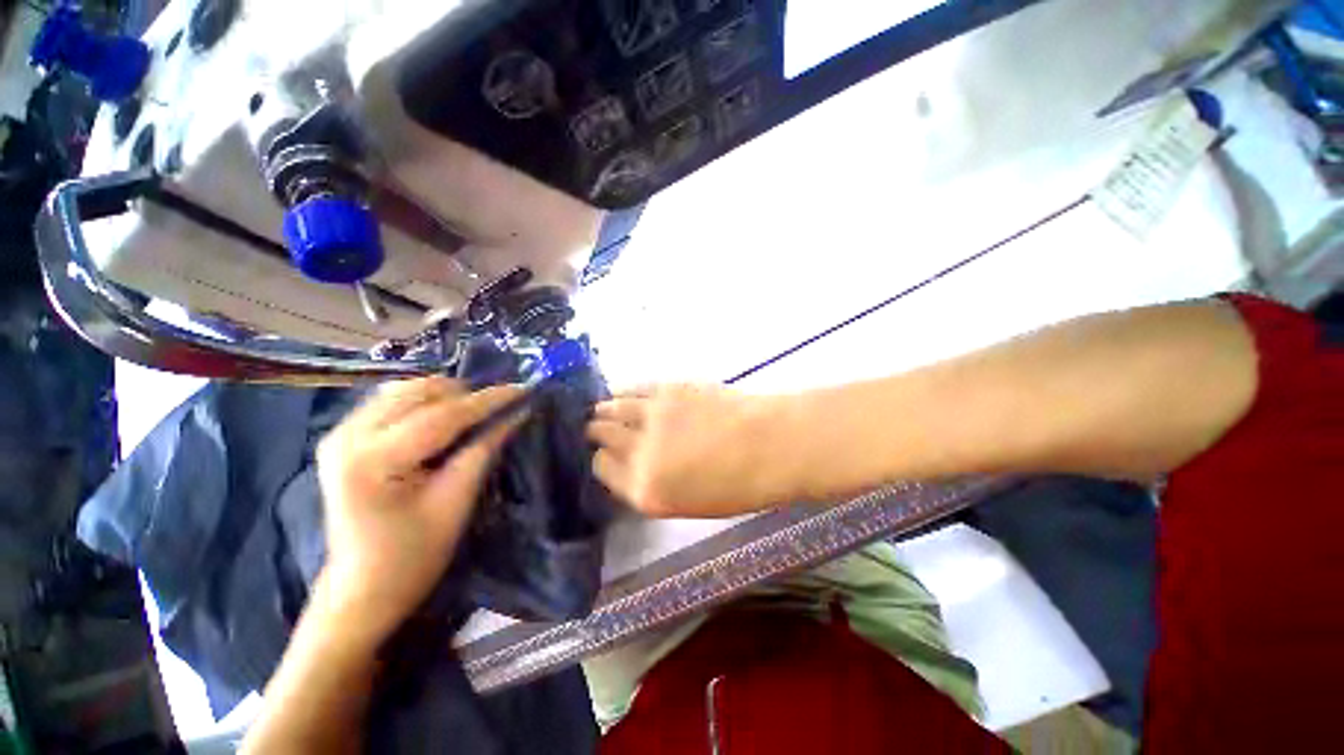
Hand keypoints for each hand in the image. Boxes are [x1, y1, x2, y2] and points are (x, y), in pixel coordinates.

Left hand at [315, 377, 523, 643]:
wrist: (363, 588)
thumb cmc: (414, 555)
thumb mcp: (457, 500)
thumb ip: (485, 448)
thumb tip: (518, 412)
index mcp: (373, 460)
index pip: (442, 416)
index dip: (488, 400)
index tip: (524, 389)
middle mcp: (347, 437)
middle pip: (419, 393)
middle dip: (465, 395)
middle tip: (499, 408)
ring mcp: (340, 434)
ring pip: (405, 390)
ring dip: (445, 396)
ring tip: (474, 414)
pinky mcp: (343, 437)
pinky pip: (391, 401)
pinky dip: (424, 403)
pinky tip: (443, 418)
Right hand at [586, 384, 780, 517]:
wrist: (772, 444)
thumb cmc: (740, 485)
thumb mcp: (690, 502)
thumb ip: (654, 485)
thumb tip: (635, 466)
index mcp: (644, 490)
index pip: (603, 469)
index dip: (602, 460)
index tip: (605, 455)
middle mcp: (639, 453)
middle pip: (603, 436)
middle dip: (598, 434)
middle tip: (597, 430)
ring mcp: (651, 416)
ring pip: (612, 409)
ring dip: (604, 410)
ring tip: (602, 409)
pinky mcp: (666, 390)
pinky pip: (633, 389)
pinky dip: (622, 392)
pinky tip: (620, 393)